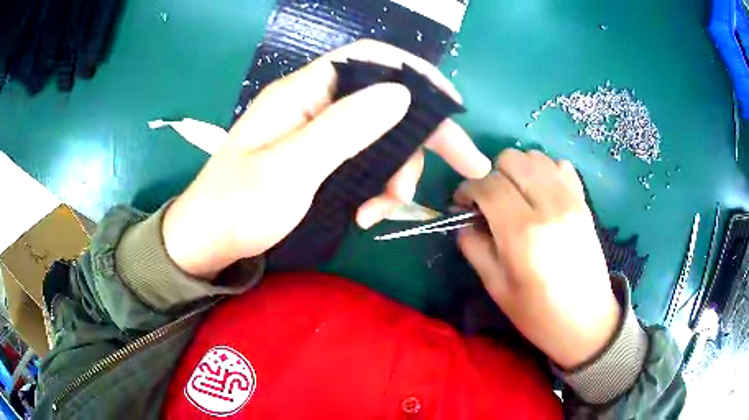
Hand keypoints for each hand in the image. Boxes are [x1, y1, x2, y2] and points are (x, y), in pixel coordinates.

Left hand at [163, 40, 490, 279]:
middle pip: (385, 103)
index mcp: (303, 93)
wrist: (207, 243)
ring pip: (380, 139)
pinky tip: (367, 215)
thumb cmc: (237, 206)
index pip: (369, 60)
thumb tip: (400, 94)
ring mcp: (319, 136)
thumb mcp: (290, 169)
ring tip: (382, 211)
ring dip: (396, 173)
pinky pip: (364, 164)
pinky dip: (376, 188)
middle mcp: (315, 106)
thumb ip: (344, 129)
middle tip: (467, 163)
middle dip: (424, 135)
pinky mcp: (320, 162)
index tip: (451, 103)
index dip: (414, 72)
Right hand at [456, 149, 619, 368]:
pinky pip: (561, 166)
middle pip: (511, 160)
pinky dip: (545, 172)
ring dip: (518, 171)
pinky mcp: (584, 202)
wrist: (587, 322)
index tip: (463, 203)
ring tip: (516, 197)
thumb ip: (474, 247)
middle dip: (492, 175)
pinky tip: (542, 195)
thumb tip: (464, 220)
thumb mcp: (497, 287)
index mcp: (523, 232)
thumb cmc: (538, 313)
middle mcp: (549, 206)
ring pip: (535, 157)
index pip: (488, 184)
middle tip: (490, 202)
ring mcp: (571, 200)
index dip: (468, 188)